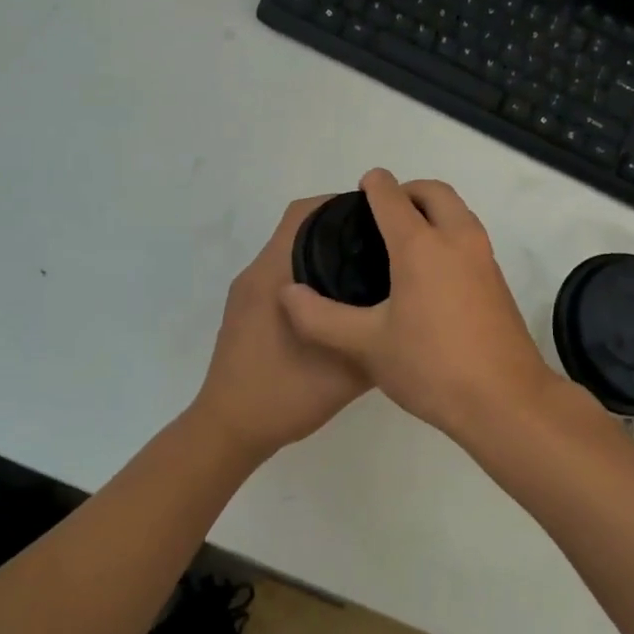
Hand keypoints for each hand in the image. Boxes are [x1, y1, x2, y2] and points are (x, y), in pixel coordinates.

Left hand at [192, 196, 371, 459]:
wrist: (229, 430)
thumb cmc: (282, 395)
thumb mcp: (344, 372)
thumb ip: (375, 339)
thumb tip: (404, 314)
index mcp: (274, 275)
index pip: (304, 214)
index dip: (339, 204)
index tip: (378, 215)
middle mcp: (257, 274)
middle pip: (299, 228)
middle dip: (339, 226)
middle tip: (382, 241)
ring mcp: (248, 294)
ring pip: (290, 252)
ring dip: (324, 251)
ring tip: (368, 267)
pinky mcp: (246, 312)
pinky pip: (283, 275)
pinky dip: (310, 274)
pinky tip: (340, 301)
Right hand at [280, 169, 562, 435]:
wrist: (506, 401)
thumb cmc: (432, 366)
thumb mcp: (367, 345)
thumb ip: (320, 318)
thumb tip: (288, 293)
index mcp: (421, 246)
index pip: (393, 197)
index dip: (374, 184)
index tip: (361, 187)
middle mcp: (457, 240)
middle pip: (434, 192)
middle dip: (408, 190)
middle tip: (383, 211)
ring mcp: (484, 258)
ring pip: (458, 212)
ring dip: (433, 210)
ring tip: (404, 238)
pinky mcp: (498, 281)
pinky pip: (470, 237)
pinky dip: (449, 233)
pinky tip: (430, 272)